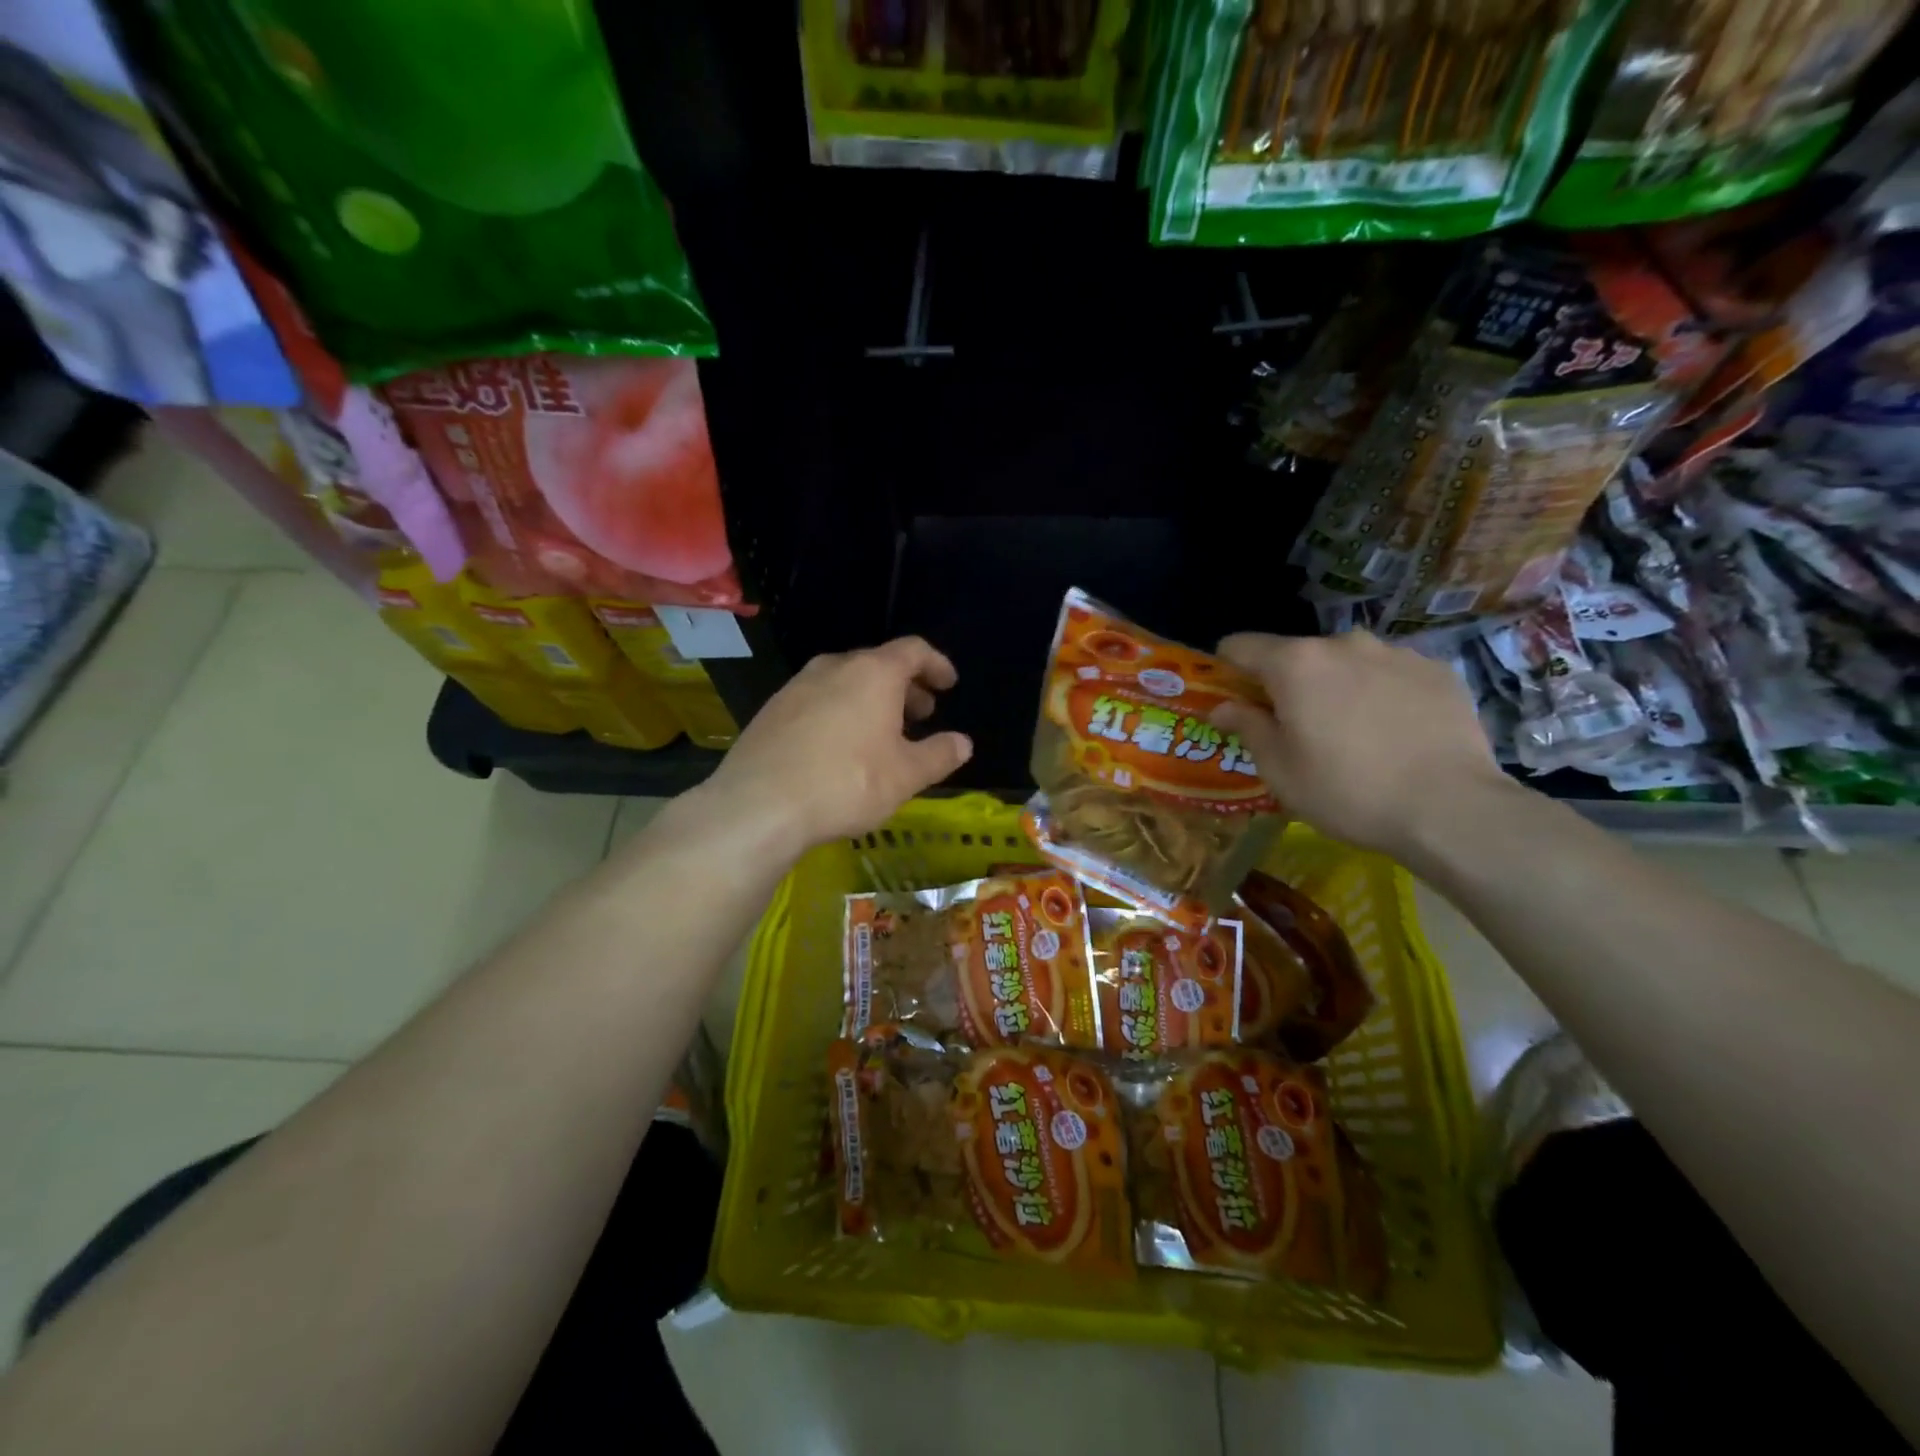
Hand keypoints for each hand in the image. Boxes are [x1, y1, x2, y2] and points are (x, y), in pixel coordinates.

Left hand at [703, 637, 972, 850]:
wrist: (760, 805)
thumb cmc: (847, 783)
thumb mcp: (906, 775)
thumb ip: (939, 755)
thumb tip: (963, 743)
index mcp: (873, 673)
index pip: (913, 650)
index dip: (936, 664)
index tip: (948, 684)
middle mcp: (834, 667)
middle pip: (878, 664)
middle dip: (905, 687)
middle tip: (921, 715)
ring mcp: (797, 686)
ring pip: (845, 682)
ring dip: (871, 700)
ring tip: (882, 734)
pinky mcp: (772, 710)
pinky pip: (818, 700)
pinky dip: (840, 712)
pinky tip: (840, 748)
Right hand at [1211, 631, 1514, 860]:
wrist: (1451, 808)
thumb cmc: (1347, 791)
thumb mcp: (1280, 770)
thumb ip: (1247, 727)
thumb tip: (1222, 707)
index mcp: (1296, 664)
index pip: (1240, 646)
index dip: (1227, 670)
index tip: (1233, 701)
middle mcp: (1343, 643)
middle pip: (1297, 655)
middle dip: (1288, 684)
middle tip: (1298, 730)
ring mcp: (1396, 653)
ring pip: (1347, 663)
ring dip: (1337, 687)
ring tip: (1354, 733)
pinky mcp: (1437, 670)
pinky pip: (1391, 674)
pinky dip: (1381, 694)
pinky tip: (1396, 734)